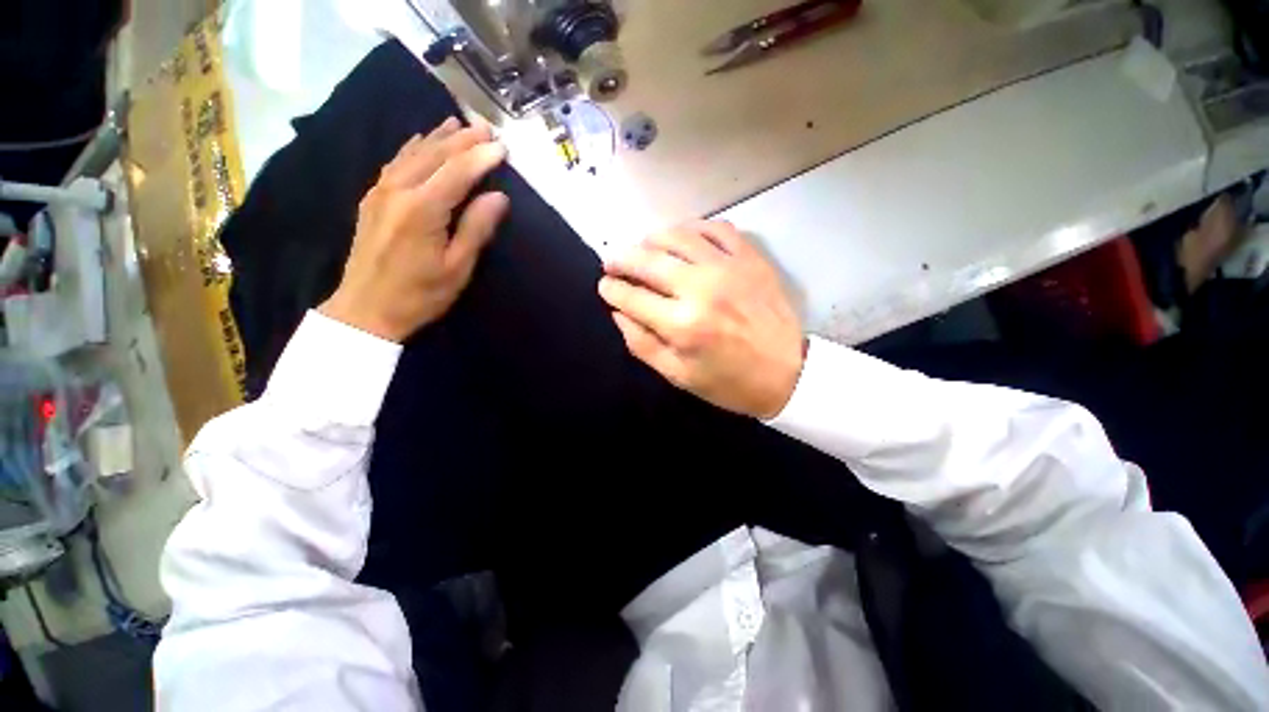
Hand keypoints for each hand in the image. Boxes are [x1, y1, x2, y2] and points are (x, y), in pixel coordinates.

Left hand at [319, 118, 508, 341]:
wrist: (367, 309)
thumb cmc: (420, 294)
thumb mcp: (457, 267)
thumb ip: (477, 229)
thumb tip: (498, 197)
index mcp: (423, 209)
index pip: (458, 172)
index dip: (482, 157)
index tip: (503, 147)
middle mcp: (399, 190)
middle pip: (435, 155)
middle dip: (463, 139)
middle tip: (486, 127)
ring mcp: (381, 191)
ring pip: (413, 153)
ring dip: (438, 137)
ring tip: (458, 123)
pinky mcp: (372, 198)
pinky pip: (395, 162)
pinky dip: (412, 147)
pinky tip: (420, 140)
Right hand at [598, 221, 804, 418]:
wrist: (789, 373)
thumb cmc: (730, 382)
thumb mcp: (678, 375)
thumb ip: (642, 344)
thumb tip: (618, 313)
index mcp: (682, 325)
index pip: (632, 296)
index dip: (611, 289)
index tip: (604, 286)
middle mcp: (701, 289)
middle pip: (648, 260)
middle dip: (621, 259)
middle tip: (611, 262)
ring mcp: (728, 268)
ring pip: (677, 236)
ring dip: (650, 239)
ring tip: (642, 248)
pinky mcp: (750, 258)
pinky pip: (715, 228)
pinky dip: (692, 227)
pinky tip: (681, 237)